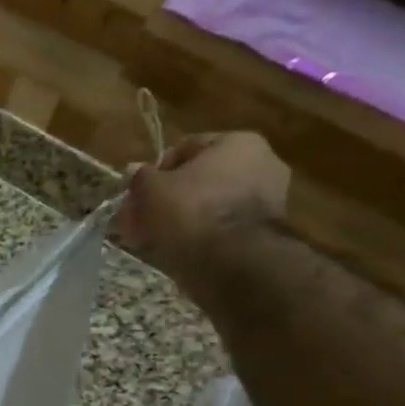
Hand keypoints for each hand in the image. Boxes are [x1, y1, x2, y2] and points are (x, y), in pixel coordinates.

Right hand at [117, 132, 289, 290]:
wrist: (232, 263)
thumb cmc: (191, 210)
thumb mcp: (151, 189)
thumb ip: (141, 177)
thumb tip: (136, 171)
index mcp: (239, 143)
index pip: (186, 148)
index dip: (155, 171)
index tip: (138, 194)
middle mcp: (262, 164)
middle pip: (198, 179)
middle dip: (166, 198)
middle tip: (140, 219)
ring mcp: (268, 200)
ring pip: (208, 205)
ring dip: (180, 219)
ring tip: (152, 239)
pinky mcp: (264, 233)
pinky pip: (221, 228)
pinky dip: (199, 235)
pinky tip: (175, 250)